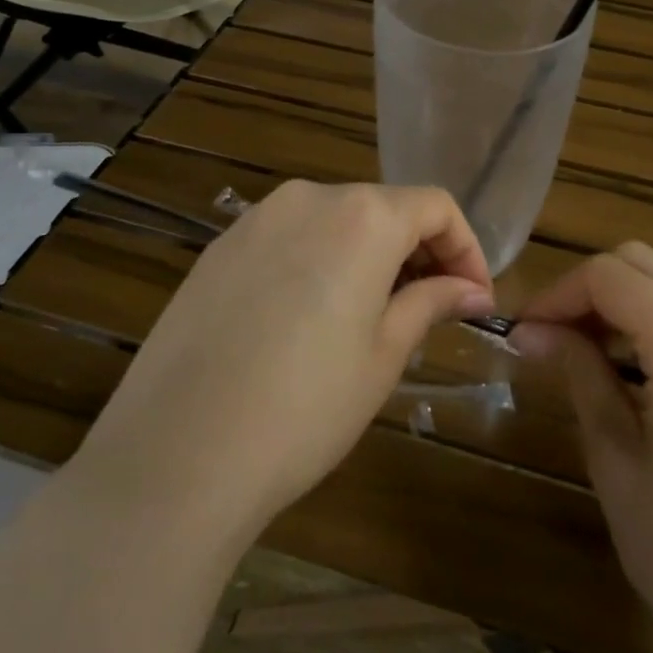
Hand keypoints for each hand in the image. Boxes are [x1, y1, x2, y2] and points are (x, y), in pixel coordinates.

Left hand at [72, 181, 493, 543]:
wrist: (177, 454)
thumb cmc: (305, 406)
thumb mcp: (383, 354)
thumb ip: (431, 303)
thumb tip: (472, 290)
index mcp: (361, 215)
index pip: (435, 206)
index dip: (466, 249)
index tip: (475, 299)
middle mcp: (307, 199)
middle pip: (383, 208)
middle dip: (418, 253)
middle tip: (430, 312)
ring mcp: (255, 220)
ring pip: (334, 221)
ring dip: (369, 257)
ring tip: (372, 318)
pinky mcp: (218, 248)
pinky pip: (289, 239)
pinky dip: (319, 262)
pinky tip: (309, 319)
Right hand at [509, 243, 652, 652]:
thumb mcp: (614, 456)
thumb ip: (577, 371)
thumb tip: (531, 330)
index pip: (610, 276)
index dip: (556, 294)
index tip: (522, 333)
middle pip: (641, 263)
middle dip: (585, 289)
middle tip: (547, 339)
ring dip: (618, 302)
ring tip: (578, 353)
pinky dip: (652, 320)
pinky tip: (628, 367)